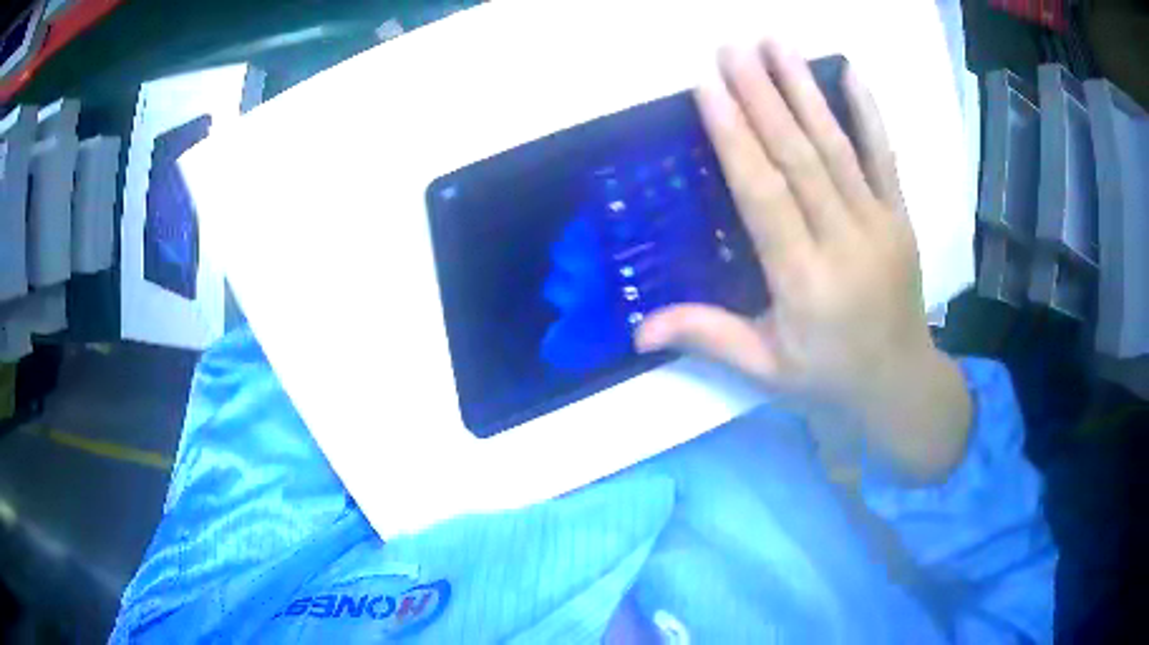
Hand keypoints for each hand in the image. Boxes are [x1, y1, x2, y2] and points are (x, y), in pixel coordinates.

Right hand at [636, 41, 970, 482]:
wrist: (901, 384)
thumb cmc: (829, 378)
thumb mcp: (766, 370)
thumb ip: (709, 337)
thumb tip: (638, 331)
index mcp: (805, 283)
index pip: (765, 196)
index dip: (736, 139)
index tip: (709, 88)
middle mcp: (844, 244)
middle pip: (800, 158)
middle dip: (763, 97)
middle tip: (734, 48)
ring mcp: (880, 225)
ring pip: (838, 148)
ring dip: (805, 90)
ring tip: (777, 45)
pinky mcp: (901, 218)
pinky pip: (886, 158)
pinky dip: (869, 113)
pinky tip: (852, 73)